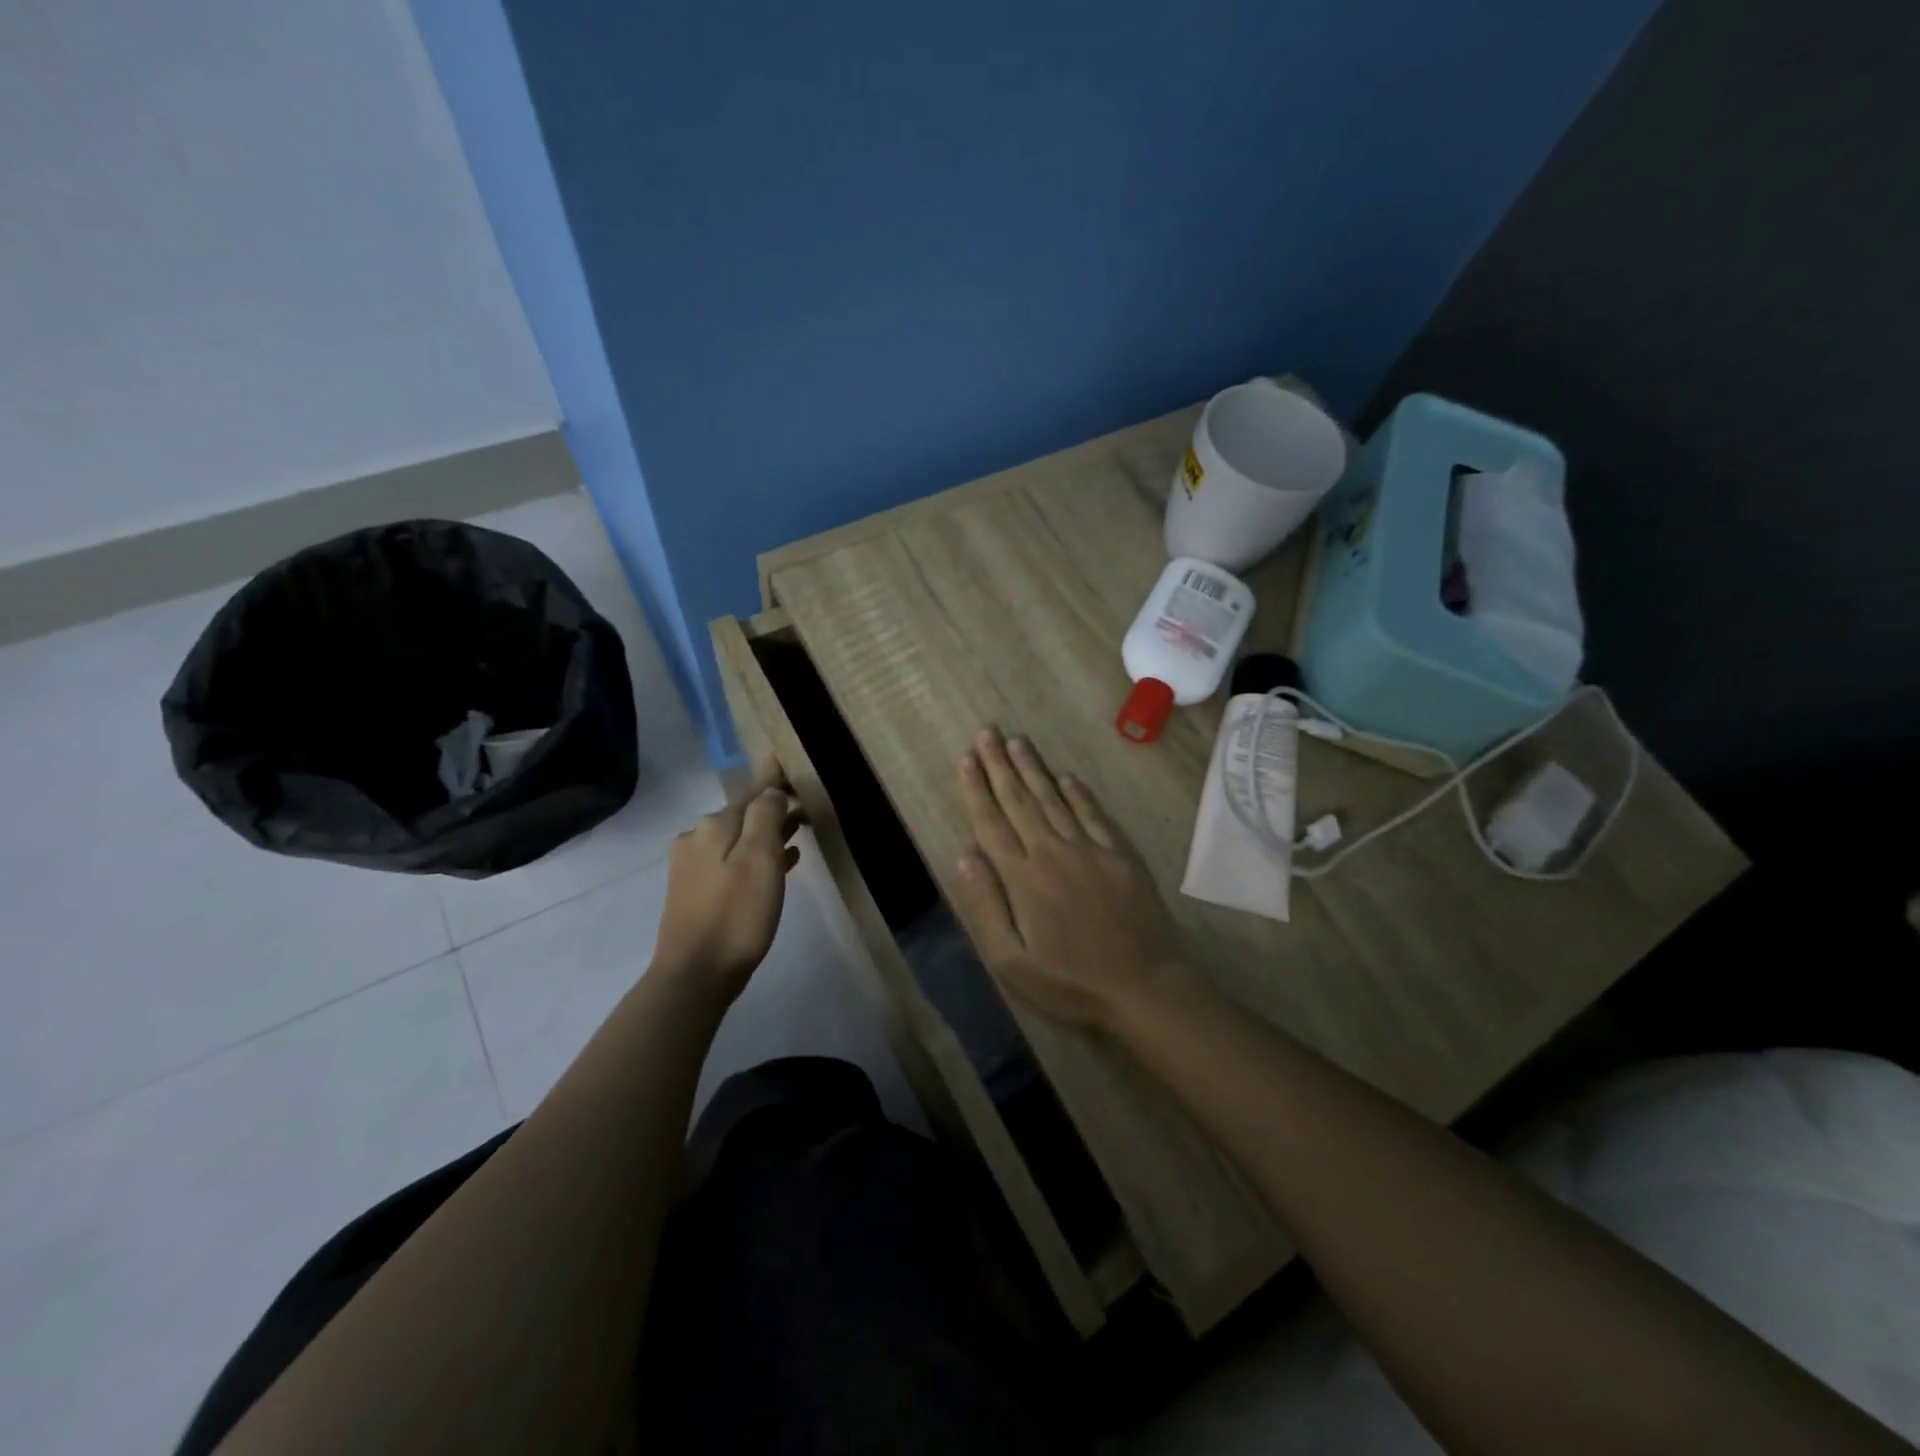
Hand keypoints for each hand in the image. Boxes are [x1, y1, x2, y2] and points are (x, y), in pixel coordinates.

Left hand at [652, 765, 802, 1001]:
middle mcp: (697, 838)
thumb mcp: (760, 859)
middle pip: (744, 815)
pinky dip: (755, 858)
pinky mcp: (695, 892)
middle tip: (808, 807)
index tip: (792, 765)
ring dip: (768, 835)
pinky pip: (732, 862)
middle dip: (775, 810)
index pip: (753, 792)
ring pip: (739, 839)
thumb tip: (771, 790)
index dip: (776, 781)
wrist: (695, 975)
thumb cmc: (736, 915)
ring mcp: (692, 866)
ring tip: (800, 835)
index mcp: (714, 826)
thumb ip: (766, 816)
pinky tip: (780, 868)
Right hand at [949, 727, 1194, 1030]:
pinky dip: (1077, 792)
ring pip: (1054, 799)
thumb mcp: (1012, 961)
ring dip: (1033, 768)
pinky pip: (1093, 814)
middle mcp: (1053, 851)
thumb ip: (985, 906)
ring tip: (1017, 741)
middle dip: (1000, 764)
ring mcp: (1090, 849)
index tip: (966, 758)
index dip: (976, 789)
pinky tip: (1065, 777)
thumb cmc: (1070, 981)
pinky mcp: (1119, 854)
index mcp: (1023, 877)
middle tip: (987, 731)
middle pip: (1020, 800)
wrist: (1144, 986)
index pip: (992, 822)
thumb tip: (965, 855)